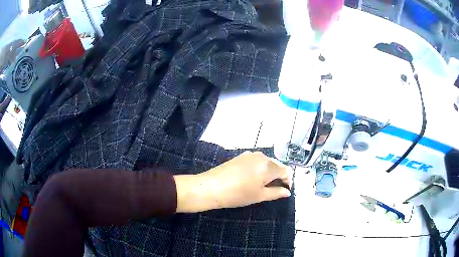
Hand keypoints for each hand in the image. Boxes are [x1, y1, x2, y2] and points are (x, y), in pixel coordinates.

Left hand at [175, 151, 292, 212]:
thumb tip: (287, 192)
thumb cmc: (238, 194)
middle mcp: (261, 156)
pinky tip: (253, 178)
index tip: (284, 191)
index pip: (286, 171)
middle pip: (277, 165)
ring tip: (263, 185)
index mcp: (269, 166)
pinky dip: (259, 168)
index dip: (288, 181)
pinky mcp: (241, 155)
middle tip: (275, 189)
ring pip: (266, 162)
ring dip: (269, 172)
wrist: (211, 186)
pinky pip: (256, 161)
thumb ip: (276, 193)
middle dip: (279, 176)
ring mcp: (250, 154)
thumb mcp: (259, 196)